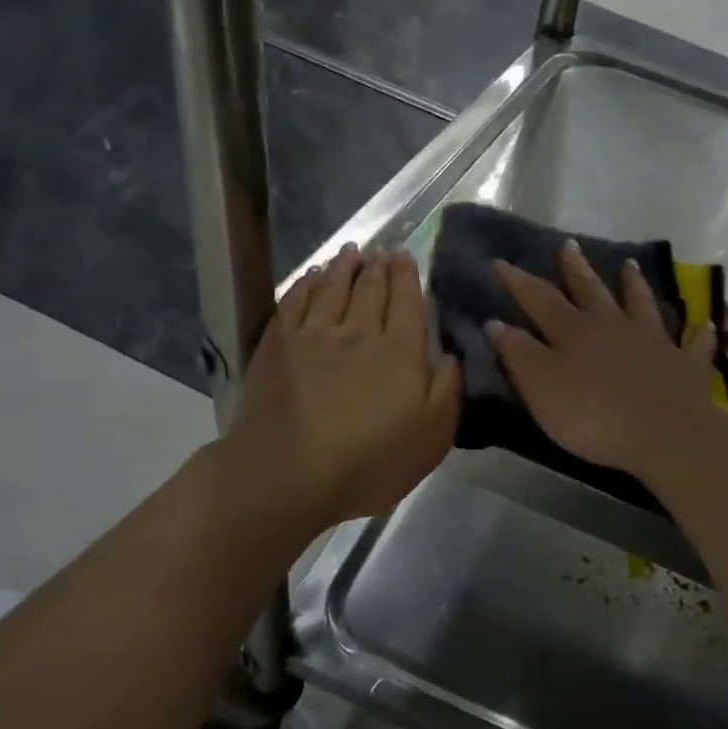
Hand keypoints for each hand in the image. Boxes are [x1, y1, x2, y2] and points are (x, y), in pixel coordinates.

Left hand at [228, 246, 459, 531]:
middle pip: (370, 287)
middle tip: (383, 252)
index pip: (407, 300)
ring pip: (333, 286)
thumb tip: (449, 354)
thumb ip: (447, 388)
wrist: (289, 476)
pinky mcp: (278, 344)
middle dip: (380, 266)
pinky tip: (312, 278)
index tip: (406, 257)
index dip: (407, 275)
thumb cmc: (370, 463)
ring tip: (352, 253)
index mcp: (400, 351)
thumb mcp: (433, 436)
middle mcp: (358, 330)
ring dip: (345, 266)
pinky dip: (307, 283)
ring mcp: (314, 334)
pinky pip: (296, 300)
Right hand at [488, 240, 719, 479]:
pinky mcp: (684, 366)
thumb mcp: (540, 386)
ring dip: (634, 285)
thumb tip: (496, 322)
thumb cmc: (592, 414)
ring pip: (641, 305)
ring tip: (630, 264)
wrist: (662, 432)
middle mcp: (613, 326)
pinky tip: (705, 325)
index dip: (518, 280)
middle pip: (591, 290)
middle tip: (569, 244)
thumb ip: (518, 354)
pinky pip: (693, 345)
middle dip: (576, 268)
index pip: (539, 298)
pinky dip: (698, 334)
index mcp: (573, 331)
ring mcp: (652, 342)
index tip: (500, 261)